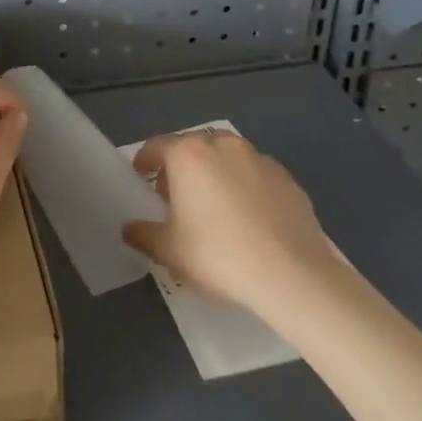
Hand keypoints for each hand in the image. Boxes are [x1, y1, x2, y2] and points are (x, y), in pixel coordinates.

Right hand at [122, 129, 346, 321]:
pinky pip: (256, 174)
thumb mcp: (169, 250)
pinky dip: (246, 186)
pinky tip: (250, 217)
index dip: (144, 161)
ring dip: (215, 172)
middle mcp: (222, 145)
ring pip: (226, 157)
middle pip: (192, 147)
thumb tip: (129, 228)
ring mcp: (258, 158)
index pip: (156, 146)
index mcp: (187, 154)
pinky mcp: (287, 178)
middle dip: (180, 166)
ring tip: (215, 204)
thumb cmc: (219, 254)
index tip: (141, 177)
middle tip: (176, 196)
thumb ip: (142, 234)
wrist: (292, 275)